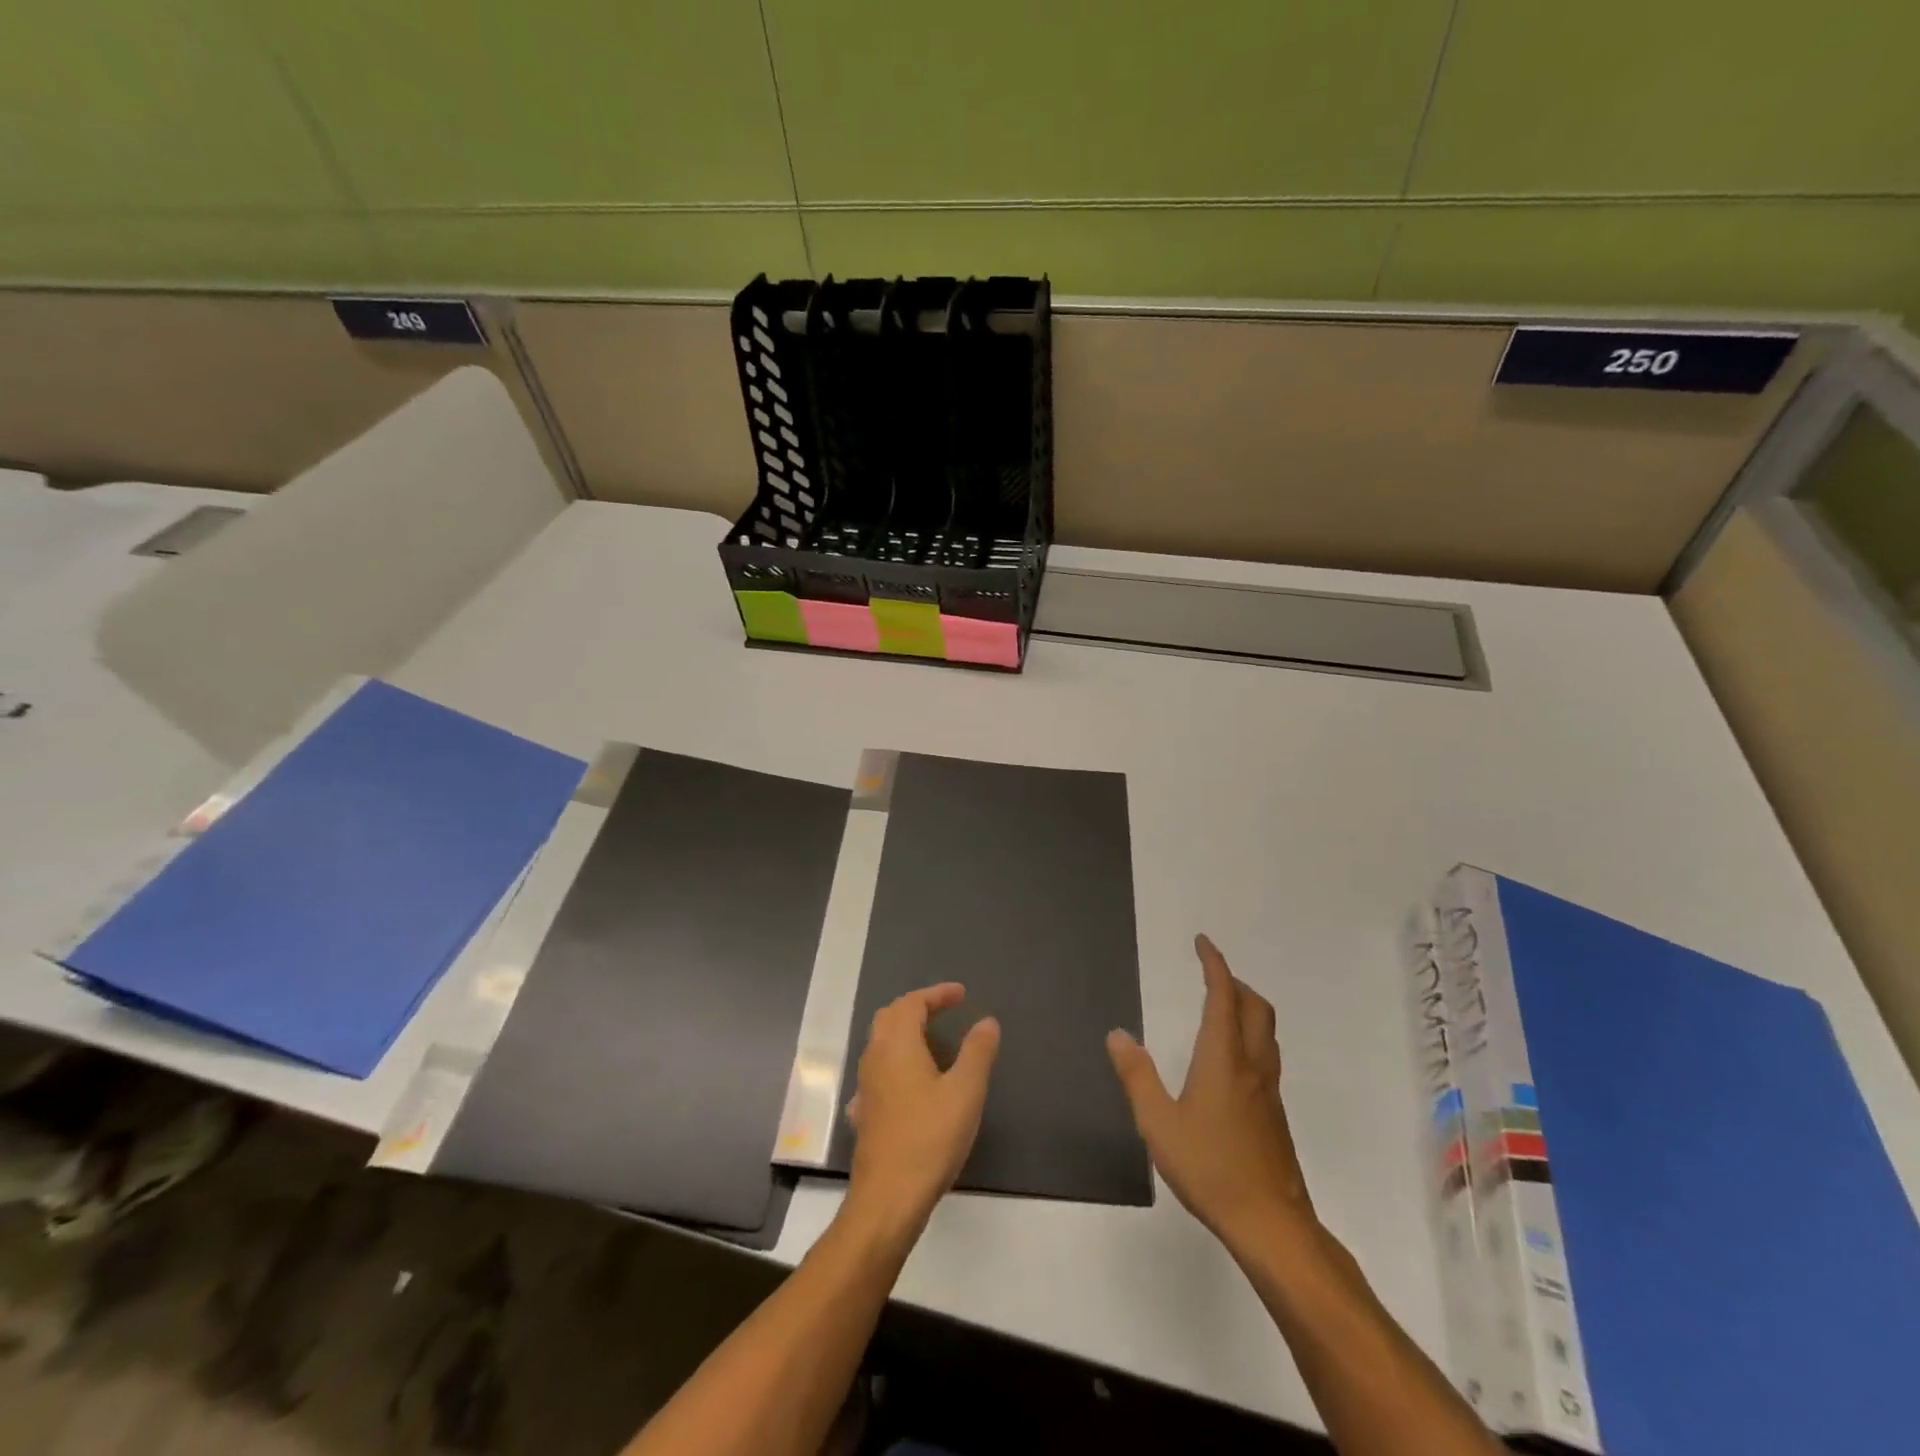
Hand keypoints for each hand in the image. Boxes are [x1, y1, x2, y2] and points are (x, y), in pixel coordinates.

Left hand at [843, 983, 1000, 1242]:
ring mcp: (866, 1084)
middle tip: (946, 1010)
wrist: (888, 1198)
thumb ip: (978, 1052)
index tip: (962, 995)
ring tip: (936, 1042)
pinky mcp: (866, 1110)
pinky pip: (880, 1068)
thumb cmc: (929, 1138)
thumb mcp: (965, 1092)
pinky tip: (914, 1081)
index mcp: (897, 1044)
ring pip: (882, 1042)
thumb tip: (987, 1021)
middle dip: (918, 1007)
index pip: (913, 1003)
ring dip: (907, 1032)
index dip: (937, 994)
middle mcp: (875, 1056)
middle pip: (891, 1016)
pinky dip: (899, 1060)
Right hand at [1107, 935, 1314, 1252]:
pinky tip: (1229, 1063)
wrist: (1271, 1224)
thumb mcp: (1158, 1123)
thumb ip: (1137, 1076)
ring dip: (1247, 1008)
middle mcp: (1252, 1065)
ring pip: (1266, 1032)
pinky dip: (1250, 1036)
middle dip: (1234, 982)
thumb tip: (1118, 1035)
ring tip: (1220, 1009)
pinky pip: (1266, 1056)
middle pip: (1256, 1007)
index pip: (1224, 996)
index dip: (1214, 964)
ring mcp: (1269, 1091)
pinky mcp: (1275, 1114)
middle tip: (1209, 975)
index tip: (1202, 943)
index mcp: (1224, 1058)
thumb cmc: (1211, 1168)